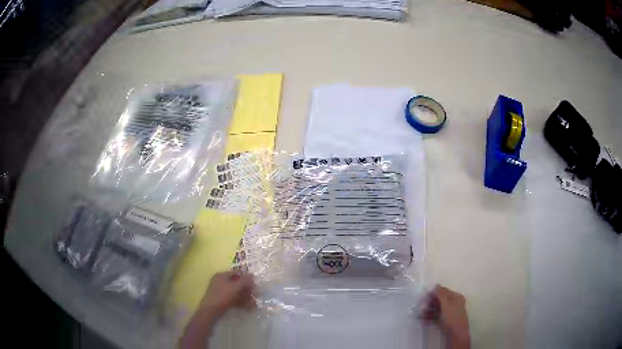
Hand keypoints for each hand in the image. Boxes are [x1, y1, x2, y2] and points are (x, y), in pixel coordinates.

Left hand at [199, 271, 255, 316]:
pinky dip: (241, 302)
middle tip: (256, 295)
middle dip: (247, 290)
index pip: (237, 273)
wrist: (211, 310)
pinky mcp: (222, 300)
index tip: (255, 284)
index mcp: (222, 275)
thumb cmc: (223, 296)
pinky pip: (233, 299)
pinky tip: (248, 307)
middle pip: (237, 283)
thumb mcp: (235, 287)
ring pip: (236, 292)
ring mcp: (221, 292)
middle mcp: (221, 282)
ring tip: (253, 303)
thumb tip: (252, 275)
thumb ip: (245, 281)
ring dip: (246, 297)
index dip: (246, 277)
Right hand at [421, 285, 469, 348]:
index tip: (423, 297)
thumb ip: (441, 294)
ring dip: (427, 311)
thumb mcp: (446, 304)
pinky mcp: (444, 321)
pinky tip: (422, 321)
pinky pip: (436, 317)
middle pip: (439, 300)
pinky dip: (429, 318)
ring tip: (419, 315)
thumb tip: (436, 284)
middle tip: (420, 306)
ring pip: (436, 309)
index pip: (443, 292)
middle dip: (429, 303)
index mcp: (456, 297)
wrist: (456, 333)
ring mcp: (448, 313)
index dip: (434, 293)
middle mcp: (453, 304)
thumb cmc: (452, 317)